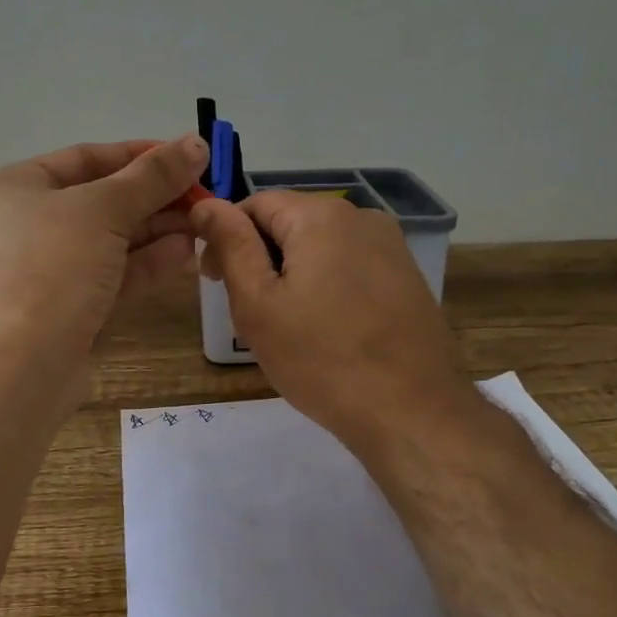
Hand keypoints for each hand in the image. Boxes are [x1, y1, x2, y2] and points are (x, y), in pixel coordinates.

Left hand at [0, 134, 208, 380]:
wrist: (20, 366)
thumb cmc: (52, 268)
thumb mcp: (105, 210)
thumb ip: (154, 176)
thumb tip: (196, 142)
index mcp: (18, 186)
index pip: (89, 157)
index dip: (142, 154)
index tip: (190, 156)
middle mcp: (27, 223)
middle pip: (103, 200)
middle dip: (156, 198)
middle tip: (206, 196)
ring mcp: (46, 269)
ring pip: (111, 241)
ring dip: (158, 231)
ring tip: (204, 223)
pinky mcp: (66, 307)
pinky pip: (111, 274)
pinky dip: (146, 263)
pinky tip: (185, 254)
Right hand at [191, 192, 474, 450]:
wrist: (411, 413)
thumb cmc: (321, 360)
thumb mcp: (259, 304)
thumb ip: (231, 245)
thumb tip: (205, 204)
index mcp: (321, 216)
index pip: (255, 203)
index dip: (226, 236)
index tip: (214, 281)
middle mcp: (362, 217)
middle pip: (291, 222)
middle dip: (260, 258)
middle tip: (248, 313)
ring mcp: (392, 247)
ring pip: (321, 246)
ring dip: (293, 274)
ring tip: (287, 327)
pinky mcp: (407, 277)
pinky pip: (350, 267)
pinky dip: (326, 286)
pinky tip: (325, 330)